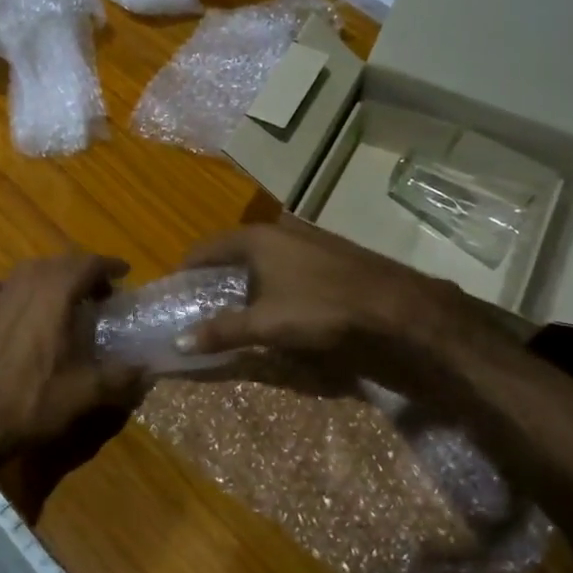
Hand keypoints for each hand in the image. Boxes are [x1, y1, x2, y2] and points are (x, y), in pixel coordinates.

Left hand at [0, 253, 143, 472]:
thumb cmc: (37, 401)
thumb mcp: (89, 392)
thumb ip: (123, 376)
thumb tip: (149, 369)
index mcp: (55, 295)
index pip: (87, 264)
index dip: (109, 265)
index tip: (124, 273)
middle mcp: (26, 286)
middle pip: (60, 263)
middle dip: (83, 271)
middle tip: (103, 293)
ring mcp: (0, 298)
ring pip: (30, 270)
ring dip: (52, 276)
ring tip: (68, 296)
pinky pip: (1, 287)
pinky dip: (17, 288)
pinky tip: (22, 305)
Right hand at [178, 221, 499, 373]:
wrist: (398, 307)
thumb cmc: (321, 309)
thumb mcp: (265, 324)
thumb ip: (221, 331)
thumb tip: (178, 342)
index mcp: (256, 238)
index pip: (206, 248)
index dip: (187, 269)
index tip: (175, 292)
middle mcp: (278, 230)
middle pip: (232, 251)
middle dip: (215, 277)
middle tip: (200, 305)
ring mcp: (307, 240)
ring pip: (261, 258)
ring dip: (244, 281)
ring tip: (234, 309)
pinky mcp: (329, 255)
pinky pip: (284, 265)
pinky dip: (270, 282)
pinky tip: (275, 305)